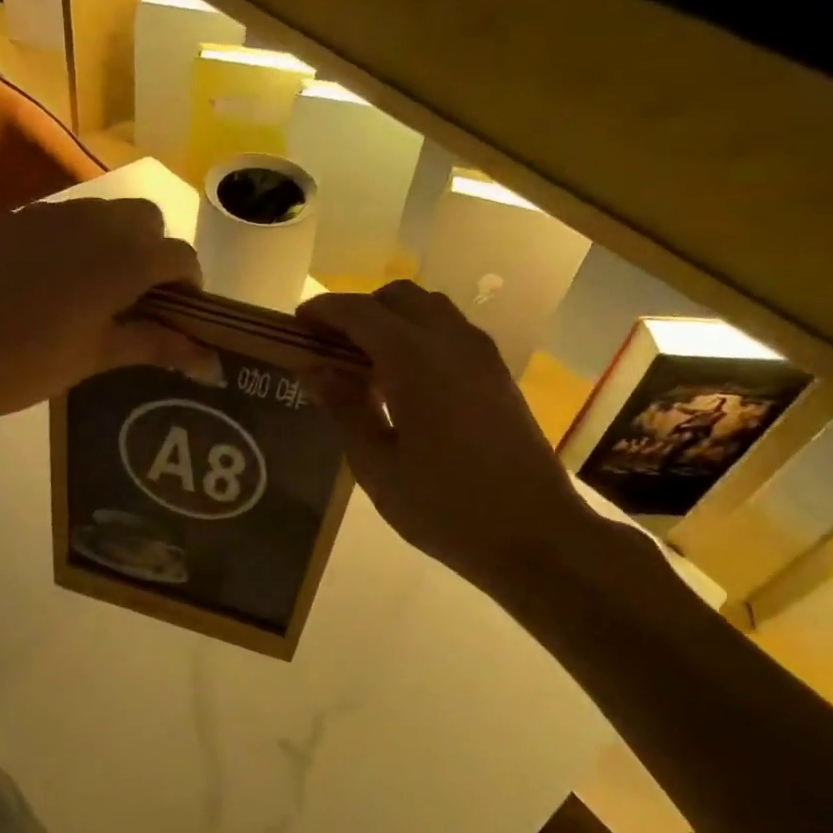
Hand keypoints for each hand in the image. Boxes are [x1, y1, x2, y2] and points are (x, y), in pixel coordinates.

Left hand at [0, 197, 216, 425]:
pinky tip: (46, 281)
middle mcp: (92, 222)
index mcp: (123, 258)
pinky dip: (71, 241)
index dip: (190, 284)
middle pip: (145, 219)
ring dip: (114, 241)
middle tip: (138, 298)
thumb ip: (157, 346)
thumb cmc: (27, 364)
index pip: (180, 256)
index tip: (181, 314)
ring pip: (101, 212)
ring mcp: (46, 214)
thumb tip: (211, 363)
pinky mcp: (9, 219)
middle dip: (154, 252)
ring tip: (93, 288)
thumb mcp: (97, 356)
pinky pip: (57, 219)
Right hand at [299, 282, 602, 596]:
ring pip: (430, 309)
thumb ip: (344, 408)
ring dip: (392, 320)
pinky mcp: (498, 374)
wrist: (536, 534)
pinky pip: (451, 332)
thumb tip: (314, 368)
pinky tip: (405, 381)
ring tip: (366, 363)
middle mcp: (451, 341)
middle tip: (331, 345)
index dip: (324, 311)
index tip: (296, 323)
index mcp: (414, 359)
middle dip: (359, 310)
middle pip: (398, 297)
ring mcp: (482, 355)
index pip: (359, 312)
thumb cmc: (445, 506)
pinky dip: (420, 336)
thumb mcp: (378, 466)